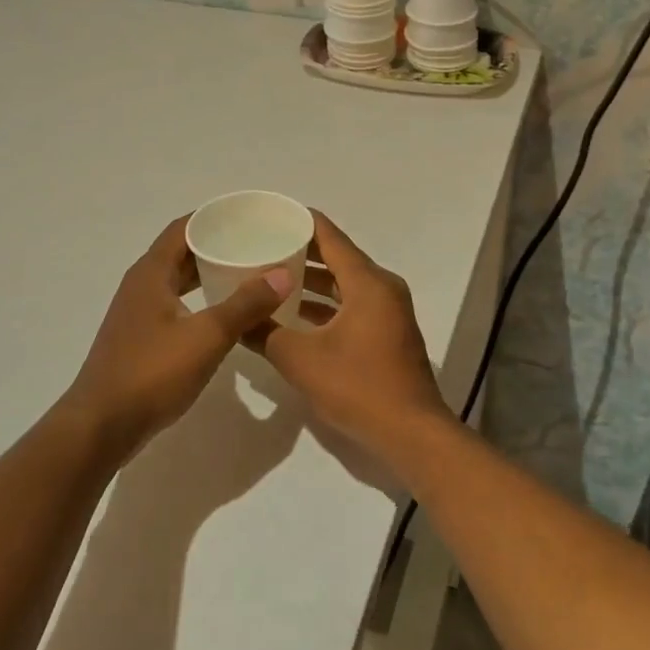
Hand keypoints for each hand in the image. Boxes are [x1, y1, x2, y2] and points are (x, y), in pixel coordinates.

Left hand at [66, 216, 290, 454]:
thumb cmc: (152, 373)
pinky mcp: (140, 337)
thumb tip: (283, 274)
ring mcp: (138, 312)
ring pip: (178, 279)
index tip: (248, 216)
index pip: (184, 228)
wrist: (101, 426)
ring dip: (208, 273)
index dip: (214, 218)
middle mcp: (141, 285)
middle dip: (216, 244)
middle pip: (181, 251)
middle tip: (256, 244)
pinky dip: (200, 298)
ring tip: (247, 273)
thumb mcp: (207, 336)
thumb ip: (245, 304)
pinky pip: (175, 303)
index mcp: (151, 273)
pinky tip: (223, 312)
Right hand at [244, 212, 451, 466]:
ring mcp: (389, 310)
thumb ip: (266, 333)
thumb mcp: (301, 360)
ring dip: (311, 282)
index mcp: (367, 282)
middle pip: (337, 257)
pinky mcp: (388, 332)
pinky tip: (294, 316)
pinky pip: (352, 304)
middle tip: (261, 247)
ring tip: (271, 278)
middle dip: (300, 252)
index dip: (299, 221)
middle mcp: (382, 287)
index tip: (268, 215)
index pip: (329, 236)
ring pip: (344, 283)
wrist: (411, 434)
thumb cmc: (358, 387)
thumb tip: (237, 320)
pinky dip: (326, 305)